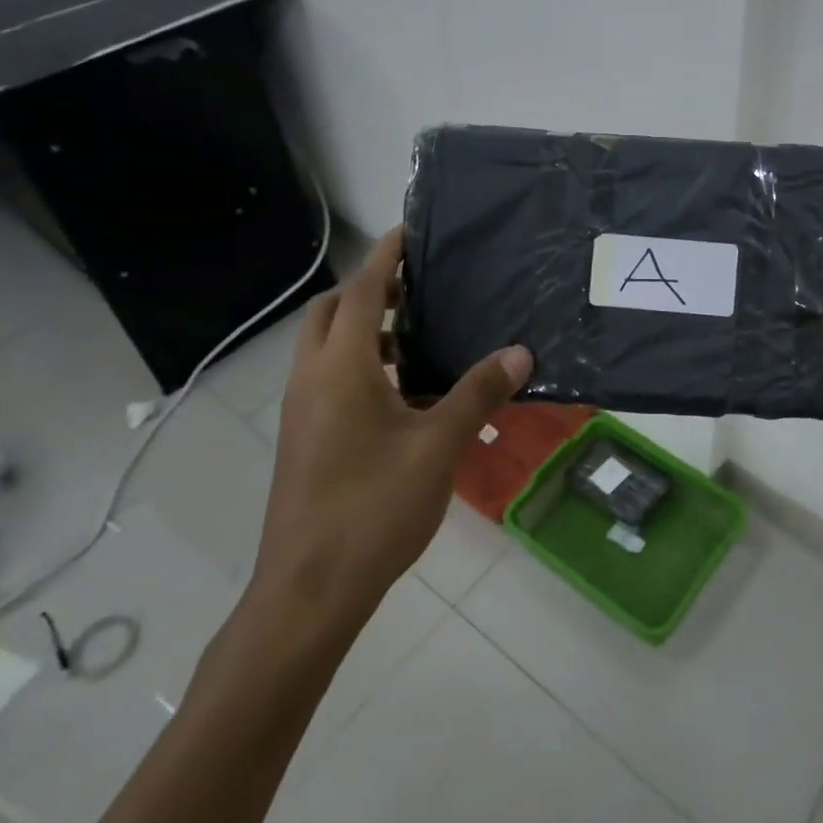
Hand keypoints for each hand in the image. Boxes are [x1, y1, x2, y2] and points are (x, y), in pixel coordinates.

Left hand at [251, 227, 531, 641]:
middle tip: (420, 287)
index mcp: (340, 369)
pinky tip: (406, 394)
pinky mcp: (305, 439)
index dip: (386, 256)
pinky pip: (330, 379)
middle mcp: (312, 380)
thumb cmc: (373, 510)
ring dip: (367, 330)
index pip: (362, 292)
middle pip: (334, 312)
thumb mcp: (437, 447)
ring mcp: (302, 411)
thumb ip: (478, 394)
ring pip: (328, 348)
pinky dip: (362, 365)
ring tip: (420, 335)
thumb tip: (520, 352)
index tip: (410, 229)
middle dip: (371, 290)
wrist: (308, 593)